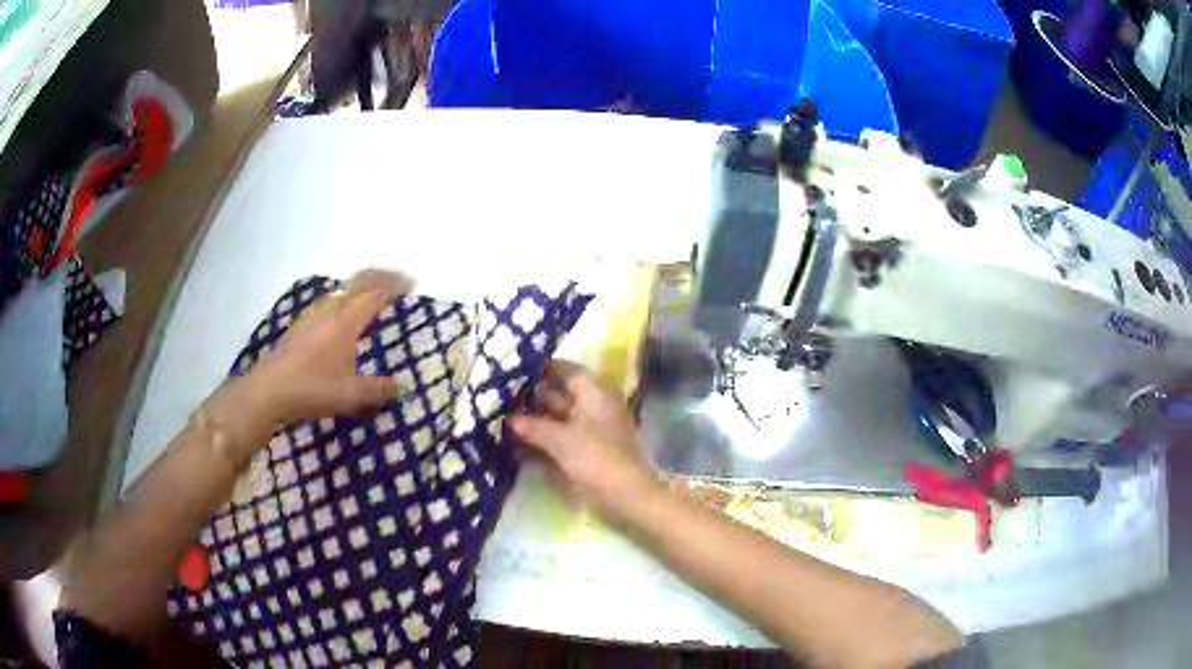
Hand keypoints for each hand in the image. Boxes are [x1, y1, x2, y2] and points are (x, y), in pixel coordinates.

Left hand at [210, 269, 414, 456]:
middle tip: (398, 283)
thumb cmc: (311, 389)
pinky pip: (332, 302)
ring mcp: (314, 316)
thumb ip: (379, 390)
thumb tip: (401, 387)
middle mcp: (331, 311)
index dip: (395, 284)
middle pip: (359, 281)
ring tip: (375, 300)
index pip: (375, 291)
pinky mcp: (303, 327)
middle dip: (381, 277)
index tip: (412, 284)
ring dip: (362, 288)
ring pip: (343, 290)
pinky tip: (346, 321)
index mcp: (345, 321)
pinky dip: (347, 301)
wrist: (268, 391)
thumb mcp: (351, 395)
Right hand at [509, 361, 660, 522]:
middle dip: (534, 393)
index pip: (567, 370)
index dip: (542, 368)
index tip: (515, 367)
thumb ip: (533, 426)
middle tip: (501, 391)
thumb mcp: (560, 439)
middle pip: (561, 392)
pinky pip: (561, 435)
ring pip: (559, 415)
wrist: (624, 495)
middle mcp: (593, 405)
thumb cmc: (595, 458)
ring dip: (536, 416)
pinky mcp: (586, 449)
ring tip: (502, 412)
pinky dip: (544, 435)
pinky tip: (519, 437)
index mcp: (595, 393)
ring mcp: (591, 428)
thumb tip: (509, 418)